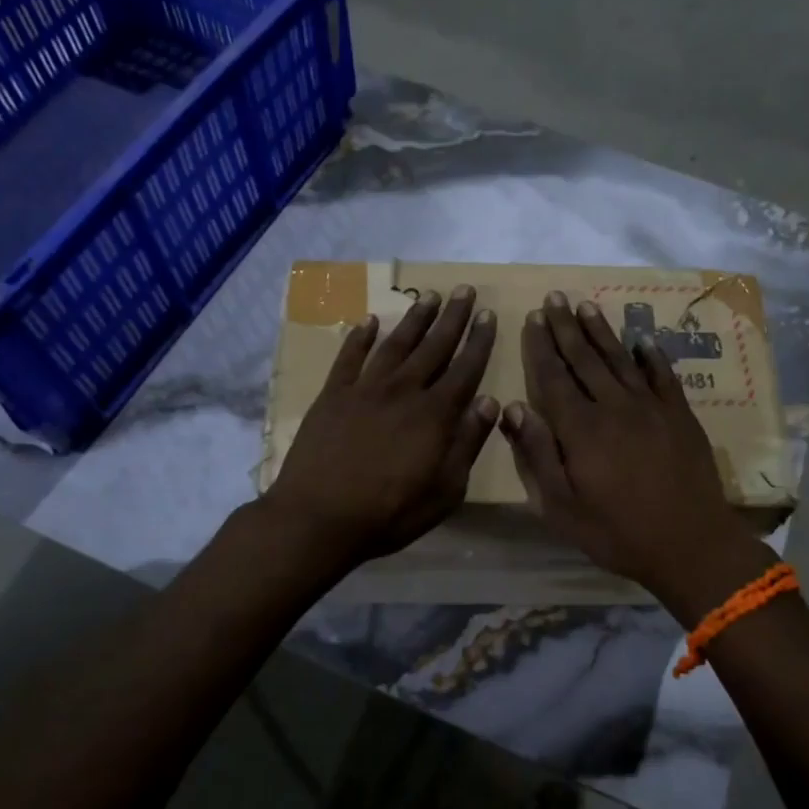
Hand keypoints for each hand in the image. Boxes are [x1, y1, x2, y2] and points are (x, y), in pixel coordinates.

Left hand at [263, 286, 497, 563]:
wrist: (318, 518)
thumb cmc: (389, 513)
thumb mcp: (445, 490)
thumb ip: (468, 443)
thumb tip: (490, 402)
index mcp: (434, 415)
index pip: (465, 369)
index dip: (479, 341)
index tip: (489, 315)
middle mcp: (403, 391)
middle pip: (434, 347)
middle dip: (453, 318)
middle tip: (465, 290)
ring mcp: (365, 389)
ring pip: (396, 344)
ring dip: (415, 318)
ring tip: (429, 296)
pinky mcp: (333, 395)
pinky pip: (349, 357)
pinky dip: (360, 337)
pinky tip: (370, 321)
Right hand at [499, 293, 751, 595]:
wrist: (691, 544)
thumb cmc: (617, 532)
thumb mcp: (562, 506)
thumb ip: (537, 454)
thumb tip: (514, 408)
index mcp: (581, 428)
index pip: (554, 377)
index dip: (541, 347)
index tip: (531, 318)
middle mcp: (614, 407)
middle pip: (585, 359)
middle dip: (566, 327)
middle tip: (554, 297)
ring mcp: (651, 408)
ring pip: (620, 360)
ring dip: (601, 331)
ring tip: (585, 306)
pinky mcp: (680, 416)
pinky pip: (662, 376)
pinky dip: (651, 356)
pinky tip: (642, 341)